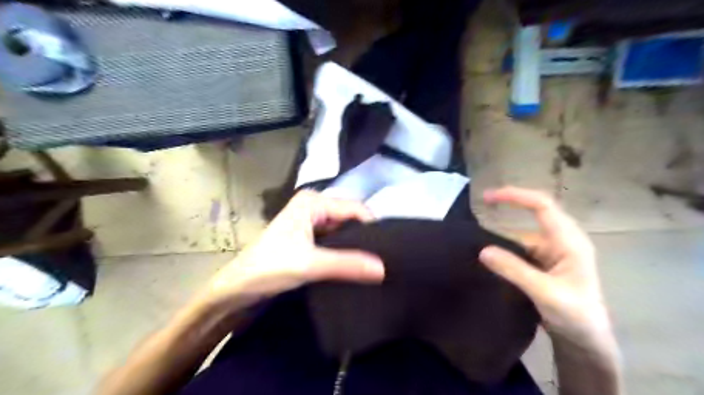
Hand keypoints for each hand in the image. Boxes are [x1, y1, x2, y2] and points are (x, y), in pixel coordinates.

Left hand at [197, 190, 384, 310]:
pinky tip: (357, 264)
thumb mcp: (310, 264)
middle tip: (385, 257)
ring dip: (356, 245)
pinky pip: (335, 240)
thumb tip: (384, 269)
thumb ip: (347, 264)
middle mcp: (314, 207)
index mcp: (313, 202)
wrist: (238, 288)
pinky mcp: (310, 238)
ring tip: (375, 262)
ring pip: (343, 230)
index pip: (354, 209)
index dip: (372, 227)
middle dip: (365, 236)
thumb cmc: (268, 268)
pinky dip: (345, 251)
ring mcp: (311, 222)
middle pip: (349, 218)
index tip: (389, 249)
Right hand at [478, 185, 611, 341]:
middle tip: (481, 206)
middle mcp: (561, 240)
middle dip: (508, 207)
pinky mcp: (544, 262)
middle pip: (533, 213)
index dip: (516, 196)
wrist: (587, 341)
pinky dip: (505, 250)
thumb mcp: (544, 292)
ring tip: (477, 239)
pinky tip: (491, 256)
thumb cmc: (576, 316)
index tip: (488, 197)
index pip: (542, 206)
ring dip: (503, 235)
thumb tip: (482, 250)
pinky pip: (520, 249)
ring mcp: (553, 251)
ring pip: (523, 234)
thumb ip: (514, 270)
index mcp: (569, 241)